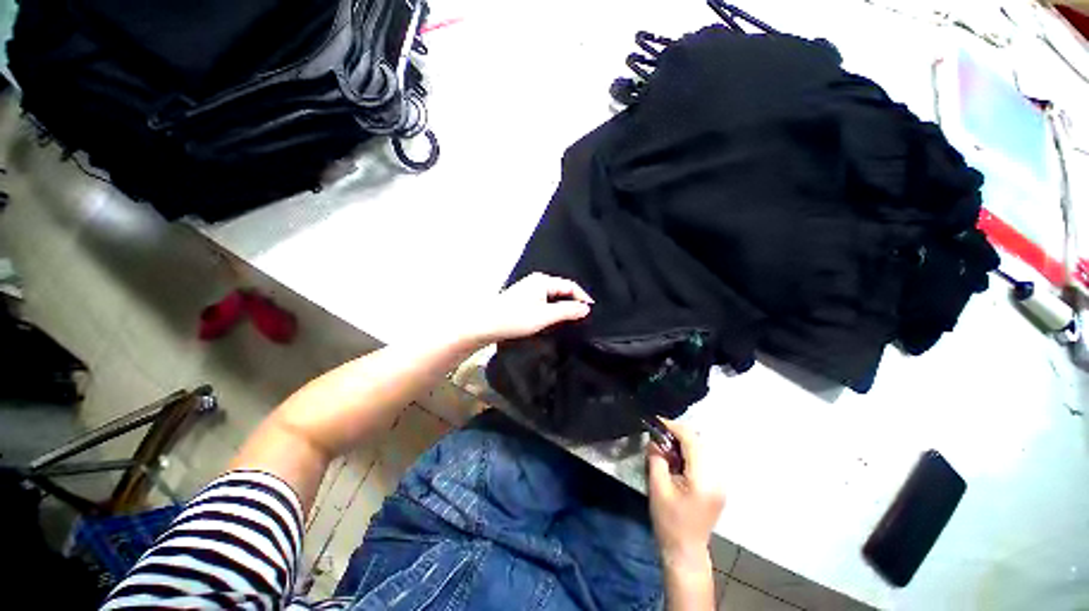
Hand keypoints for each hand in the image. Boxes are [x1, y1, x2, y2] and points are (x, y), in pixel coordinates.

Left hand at [469, 273, 593, 343]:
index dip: (583, 297)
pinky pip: (545, 301)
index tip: (592, 311)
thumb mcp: (544, 316)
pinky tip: (555, 319)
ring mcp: (529, 289)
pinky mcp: (524, 298)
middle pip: (562, 289)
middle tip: (584, 317)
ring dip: (563, 306)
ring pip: (553, 296)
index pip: (570, 286)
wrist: (485, 324)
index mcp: (543, 281)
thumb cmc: (515, 319)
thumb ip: (567, 311)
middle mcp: (537, 281)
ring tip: (572, 319)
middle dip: (574, 302)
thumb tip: (586, 308)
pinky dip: (553, 309)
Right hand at [647, 419, 725, 569]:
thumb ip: (656, 458)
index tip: (656, 422)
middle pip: (699, 442)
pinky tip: (677, 458)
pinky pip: (705, 459)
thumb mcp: (657, 488)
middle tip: (658, 434)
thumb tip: (655, 438)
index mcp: (703, 479)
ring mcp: (720, 482)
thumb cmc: (668, 521)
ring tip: (666, 445)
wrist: (685, 551)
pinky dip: (690, 452)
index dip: (673, 427)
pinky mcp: (718, 486)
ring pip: (703, 449)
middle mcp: (717, 477)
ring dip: (684, 442)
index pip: (692, 441)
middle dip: (678, 433)